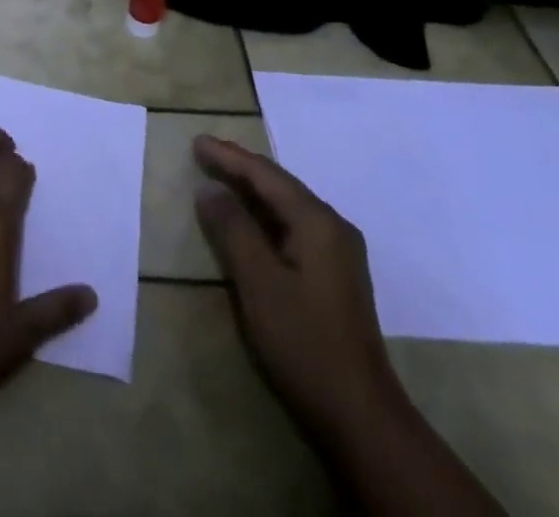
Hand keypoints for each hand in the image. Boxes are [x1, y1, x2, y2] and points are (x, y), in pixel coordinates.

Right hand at [193, 134, 399, 441]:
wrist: (361, 416)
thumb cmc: (304, 342)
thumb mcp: (259, 282)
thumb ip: (233, 229)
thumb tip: (210, 189)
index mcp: (317, 222)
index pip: (266, 175)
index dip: (229, 157)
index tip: (196, 142)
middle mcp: (333, 227)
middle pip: (279, 185)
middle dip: (241, 167)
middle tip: (204, 152)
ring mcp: (339, 252)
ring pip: (287, 206)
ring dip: (252, 190)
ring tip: (220, 176)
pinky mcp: (335, 275)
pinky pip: (294, 226)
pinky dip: (265, 215)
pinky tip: (249, 219)